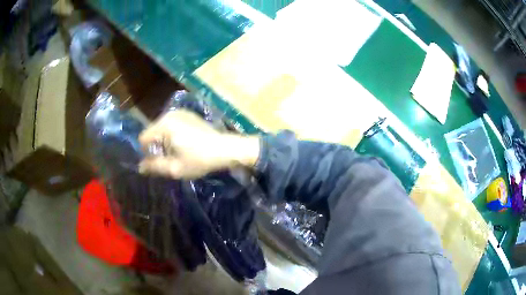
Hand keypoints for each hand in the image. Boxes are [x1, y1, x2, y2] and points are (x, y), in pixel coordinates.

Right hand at [138, 110, 259, 178]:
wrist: (225, 149)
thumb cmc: (199, 160)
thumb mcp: (175, 168)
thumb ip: (155, 166)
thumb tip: (140, 167)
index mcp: (164, 125)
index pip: (143, 138)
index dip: (146, 152)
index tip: (157, 163)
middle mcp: (169, 114)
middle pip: (152, 132)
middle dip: (156, 146)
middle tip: (168, 160)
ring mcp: (180, 112)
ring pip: (161, 129)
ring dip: (164, 141)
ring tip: (177, 153)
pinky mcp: (188, 114)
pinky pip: (172, 125)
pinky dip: (172, 135)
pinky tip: (184, 145)